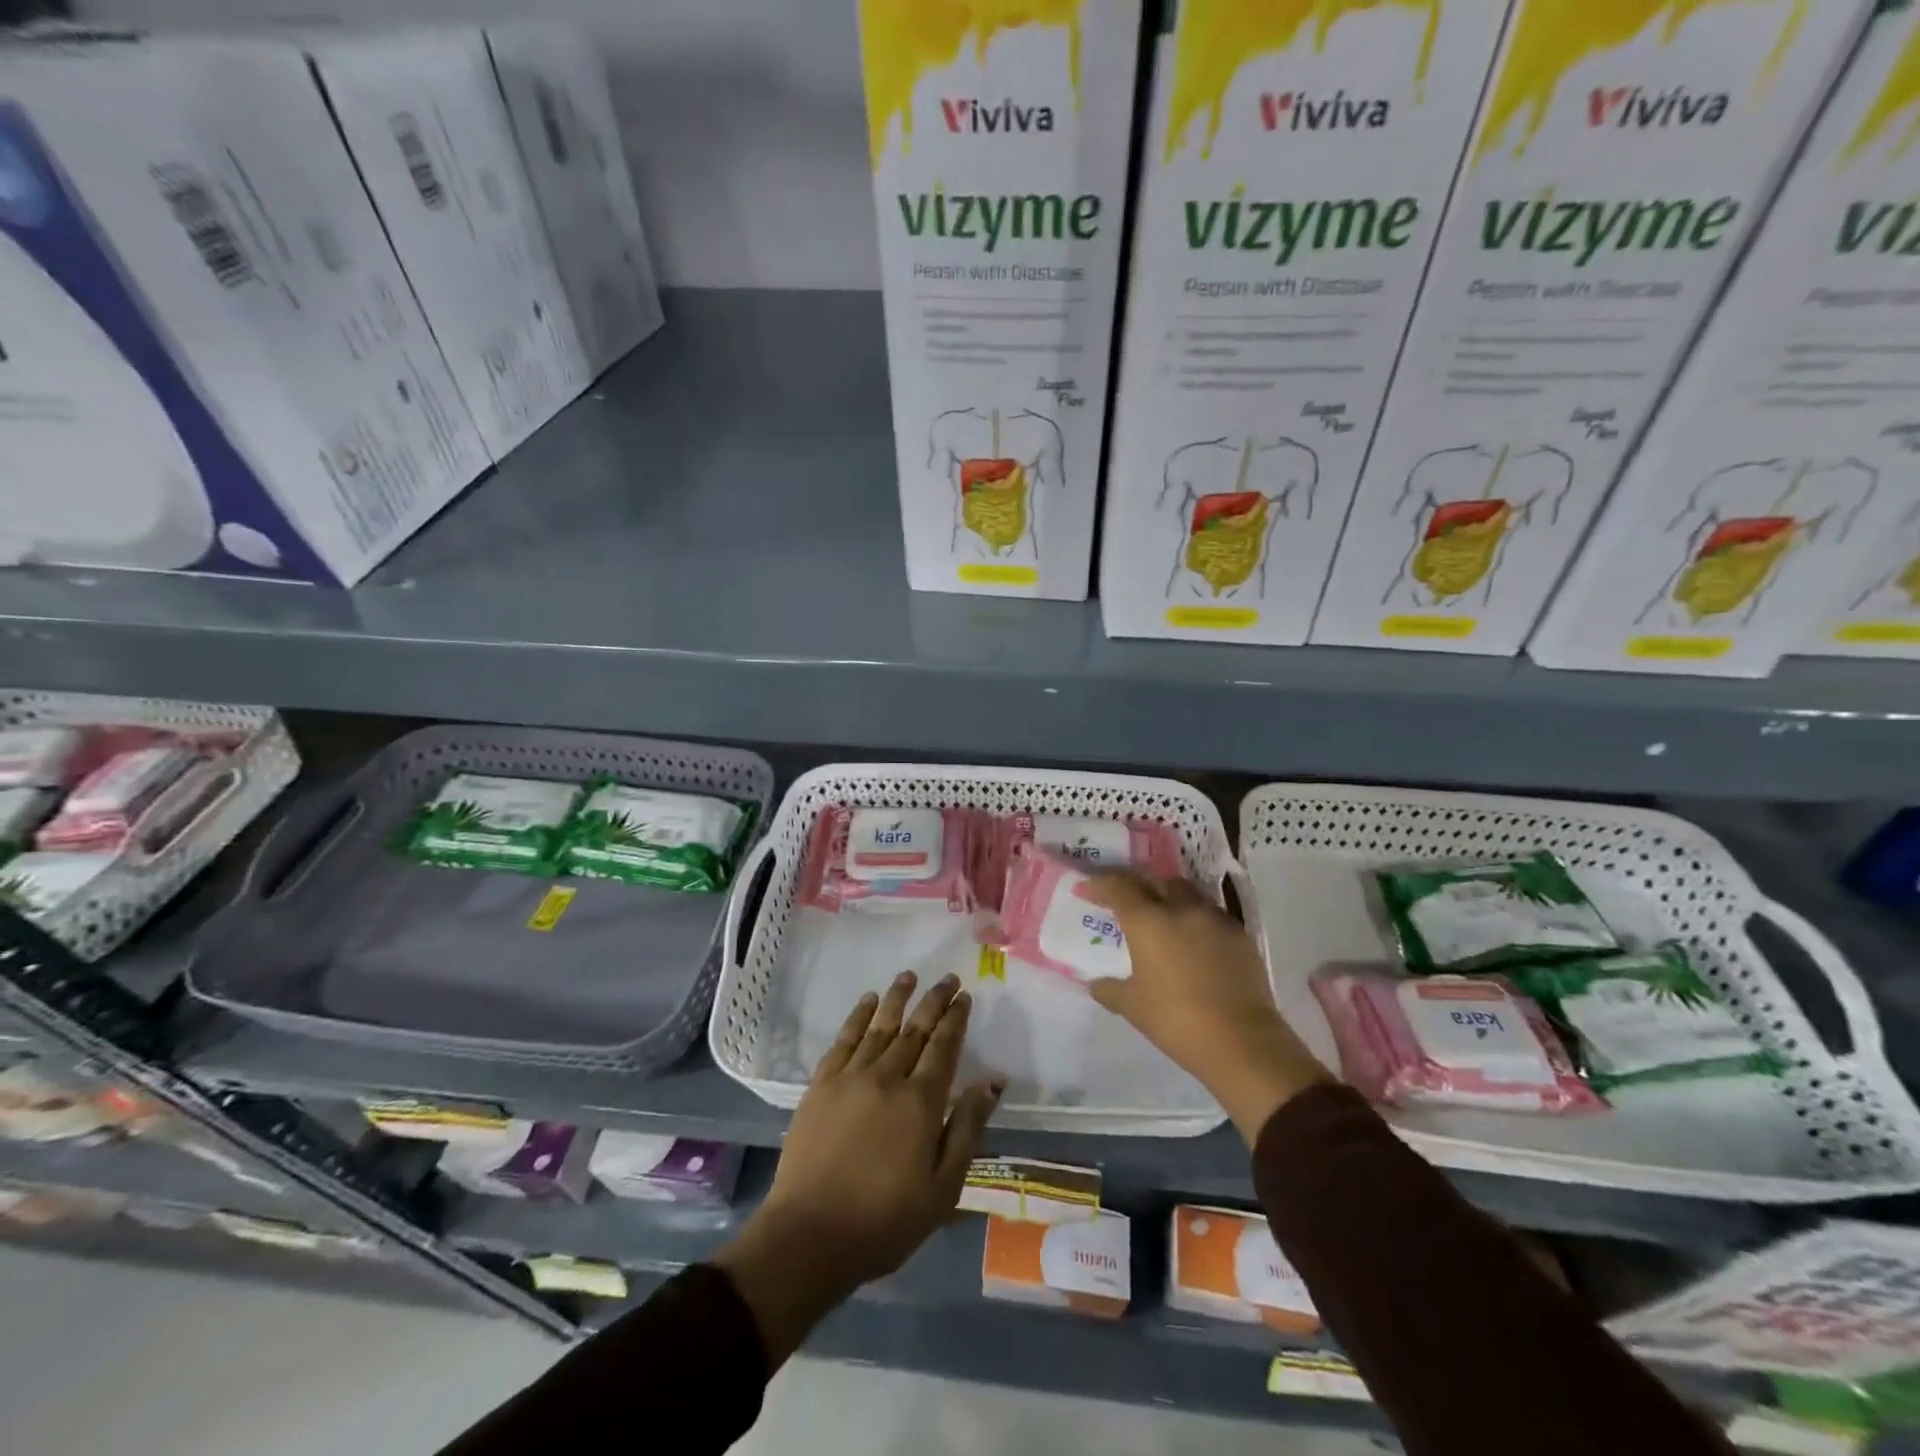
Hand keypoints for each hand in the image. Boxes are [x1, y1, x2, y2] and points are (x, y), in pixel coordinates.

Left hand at [714, 972, 1001, 1365]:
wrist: (810, 1235)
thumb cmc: (885, 1221)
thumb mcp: (943, 1188)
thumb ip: (968, 1128)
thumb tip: (992, 1081)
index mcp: (922, 1102)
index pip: (944, 1047)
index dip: (956, 1019)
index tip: (964, 996)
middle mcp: (888, 1077)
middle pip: (915, 1029)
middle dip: (934, 1001)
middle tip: (947, 978)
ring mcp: (851, 1077)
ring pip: (880, 1026)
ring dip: (897, 998)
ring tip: (909, 975)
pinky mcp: (821, 1084)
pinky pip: (844, 1039)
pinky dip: (858, 1016)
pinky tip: (868, 1002)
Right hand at [1085, 873, 1329, 1144]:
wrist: (1242, 1042)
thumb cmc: (1177, 1021)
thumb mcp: (1132, 1007)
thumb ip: (1109, 990)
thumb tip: (1095, 983)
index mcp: (1148, 921)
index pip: (1118, 886)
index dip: (1100, 883)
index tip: (1088, 889)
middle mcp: (1181, 909)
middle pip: (1155, 881)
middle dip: (1138, 885)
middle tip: (1127, 901)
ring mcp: (1214, 919)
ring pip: (1187, 893)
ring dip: (1170, 898)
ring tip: (1163, 919)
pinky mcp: (1240, 935)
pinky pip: (1211, 915)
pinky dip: (1196, 920)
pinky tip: (1194, 942)